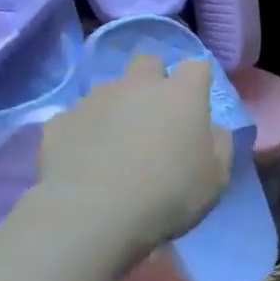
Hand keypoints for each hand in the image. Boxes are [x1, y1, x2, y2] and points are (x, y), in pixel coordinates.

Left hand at [36, 56, 233, 252]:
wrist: (92, 218)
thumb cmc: (169, 195)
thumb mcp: (216, 178)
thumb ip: (220, 144)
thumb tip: (212, 129)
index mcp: (182, 93)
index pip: (197, 66)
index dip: (198, 81)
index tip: (197, 104)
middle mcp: (138, 85)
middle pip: (148, 62)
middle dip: (153, 80)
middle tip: (155, 116)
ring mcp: (95, 100)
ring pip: (110, 90)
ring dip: (117, 107)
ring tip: (115, 145)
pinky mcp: (59, 122)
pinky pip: (76, 119)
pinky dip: (83, 133)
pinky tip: (84, 162)